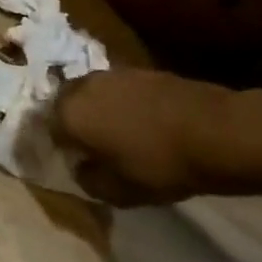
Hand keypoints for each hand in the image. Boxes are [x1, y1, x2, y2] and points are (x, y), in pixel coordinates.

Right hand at [56, 68, 230, 204]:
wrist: (216, 132)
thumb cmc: (159, 166)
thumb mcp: (118, 191)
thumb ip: (88, 179)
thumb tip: (80, 166)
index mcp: (68, 114)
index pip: (45, 128)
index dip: (56, 146)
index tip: (69, 160)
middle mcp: (83, 86)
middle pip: (64, 103)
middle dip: (70, 121)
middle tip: (87, 145)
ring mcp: (113, 73)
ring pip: (91, 92)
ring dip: (94, 109)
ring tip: (113, 132)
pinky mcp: (140, 69)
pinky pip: (117, 88)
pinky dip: (119, 102)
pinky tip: (138, 121)